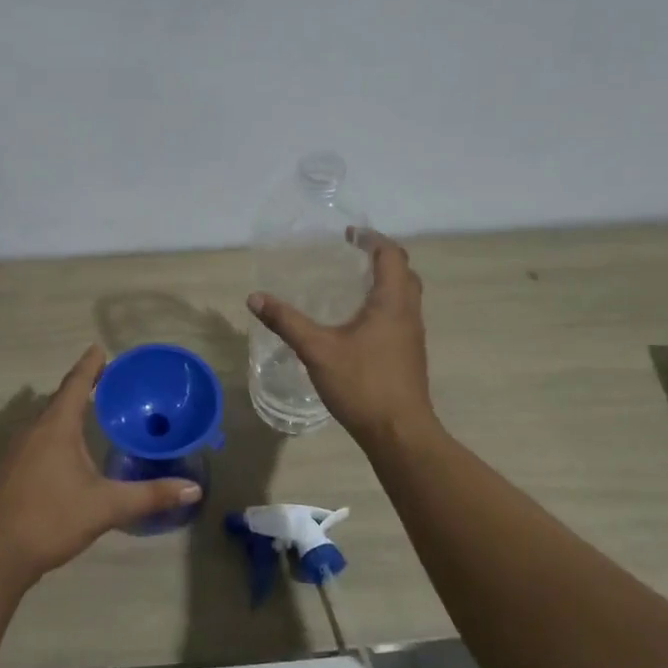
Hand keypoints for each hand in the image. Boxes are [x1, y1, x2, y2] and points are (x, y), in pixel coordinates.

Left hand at [0, 345, 201, 587]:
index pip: (76, 384)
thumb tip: (194, 489)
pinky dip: (52, 437)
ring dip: (65, 415)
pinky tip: (63, 457)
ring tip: (89, 417)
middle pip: (59, 400)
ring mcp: (14, 451)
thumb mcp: (106, 506)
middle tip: (105, 384)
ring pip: (44, 423)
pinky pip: (34, 442)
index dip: (90, 366)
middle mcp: (32, 430)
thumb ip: (149, 496)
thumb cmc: (50, 519)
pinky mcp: (5, 472)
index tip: (99, 348)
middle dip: (81, 390)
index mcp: (56, 427)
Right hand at [248, 229, 434, 444]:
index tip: (349, 235)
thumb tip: (255, 297)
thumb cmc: (362, 384)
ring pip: (405, 296)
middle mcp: (408, 313)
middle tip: (352, 254)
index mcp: (392, 302)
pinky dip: (384, 305)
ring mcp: (412, 336)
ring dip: (385, 282)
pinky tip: (358, 323)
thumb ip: (287, 322)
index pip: (391, 255)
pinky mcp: (409, 355)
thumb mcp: (317, 350)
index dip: (371, 239)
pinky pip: (400, 316)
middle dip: (381, 257)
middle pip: (404, 272)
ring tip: (353, 283)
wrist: (400, 433)